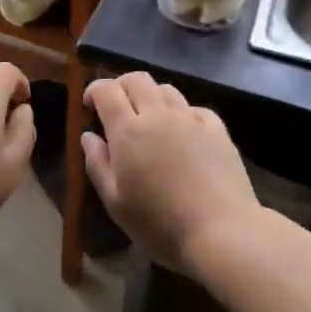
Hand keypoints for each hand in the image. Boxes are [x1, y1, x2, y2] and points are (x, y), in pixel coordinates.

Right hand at [82, 72, 258, 273]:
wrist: (222, 232)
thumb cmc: (160, 223)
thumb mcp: (115, 202)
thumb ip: (97, 164)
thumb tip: (88, 136)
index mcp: (128, 130)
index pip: (106, 90)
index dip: (94, 90)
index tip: (90, 105)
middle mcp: (158, 114)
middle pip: (137, 79)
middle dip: (121, 86)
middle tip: (117, 107)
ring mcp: (190, 119)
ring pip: (166, 89)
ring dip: (152, 96)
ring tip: (150, 120)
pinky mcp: (217, 129)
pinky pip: (194, 108)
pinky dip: (182, 113)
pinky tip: (183, 133)